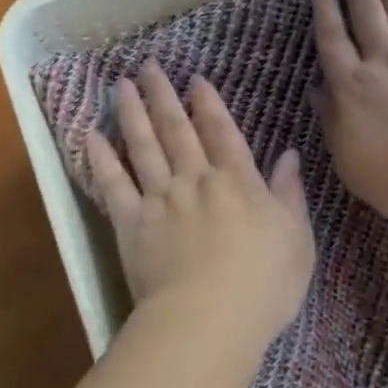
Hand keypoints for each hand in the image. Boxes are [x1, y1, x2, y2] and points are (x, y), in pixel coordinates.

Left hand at [87, 61, 313, 345]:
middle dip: (164, 95)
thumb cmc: (264, 286)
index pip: (222, 132)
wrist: (208, 321)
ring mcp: (160, 200)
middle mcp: (196, 180)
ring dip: (132, 113)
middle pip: (177, 129)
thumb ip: (289, 193)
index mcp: (238, 182)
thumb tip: (290, 154)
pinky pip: (113, 185)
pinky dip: (101, 159)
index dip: (208, 103)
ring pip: (143, 146)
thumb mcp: (297, 239)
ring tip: (121, 85)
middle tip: (149, 66)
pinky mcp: (131, 224)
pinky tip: (91, 135)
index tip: (195, 80)